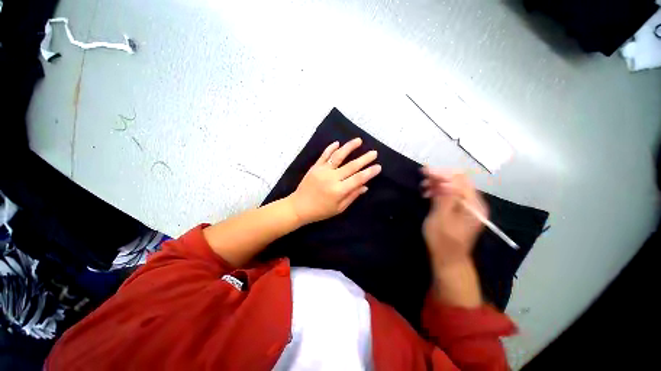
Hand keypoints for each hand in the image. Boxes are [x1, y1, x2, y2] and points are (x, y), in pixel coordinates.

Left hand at [288, 138, 381, 223]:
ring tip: (359, 140)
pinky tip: (338, 143)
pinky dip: (331, 148)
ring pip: (338, 156)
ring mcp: (322, 171)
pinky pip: (324, 155)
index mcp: (339, 191)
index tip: (378, 167)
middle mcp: (332, 178)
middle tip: (374, 152)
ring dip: (349, 147)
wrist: (299, 206)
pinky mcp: (315, 167)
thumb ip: (352, 196)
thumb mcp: (339, 208)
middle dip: (364, 159)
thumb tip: (365, 186)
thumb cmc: (321, 211)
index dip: (369, 172)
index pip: (358, 179)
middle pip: (351, 166)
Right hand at [421, 168, 486, 267]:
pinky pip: (452, 194)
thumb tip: (442, 179)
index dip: (442, 173)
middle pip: (458, 181)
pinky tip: (429, 193)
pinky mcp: (461, 210)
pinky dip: (440, 191)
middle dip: (440, 177)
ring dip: (438, 184)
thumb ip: (444, 197)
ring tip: (424, 187)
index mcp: (473, 205)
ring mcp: (469, 207)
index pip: (460, 180)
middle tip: (423, 179)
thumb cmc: (442, 240)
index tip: (424, 171)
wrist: (449, 259)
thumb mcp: (441, 218)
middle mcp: (475, 203)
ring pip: (454, 187)